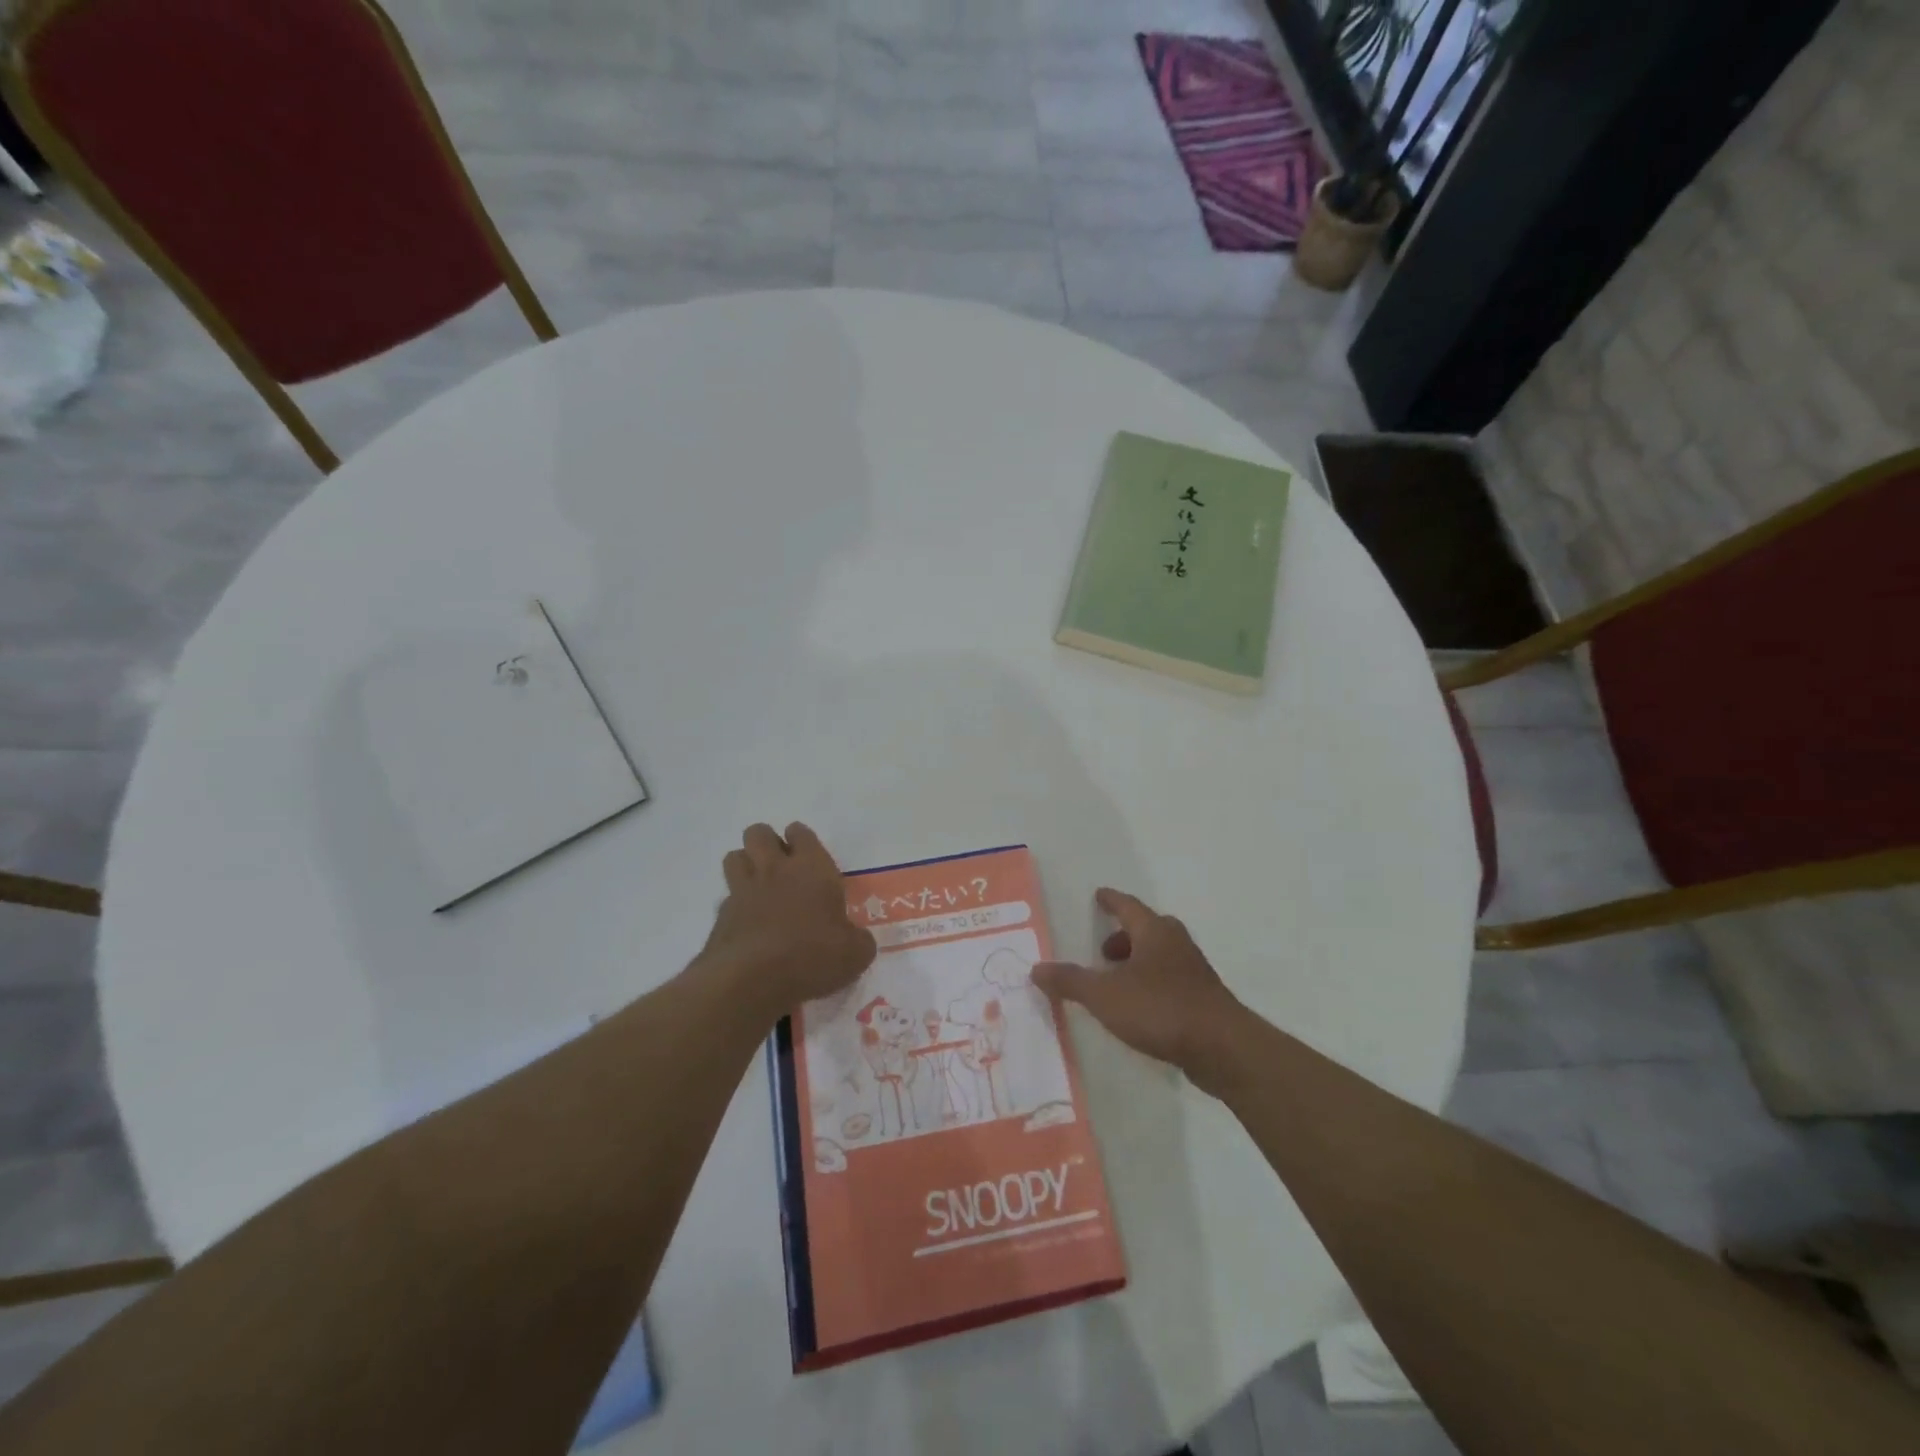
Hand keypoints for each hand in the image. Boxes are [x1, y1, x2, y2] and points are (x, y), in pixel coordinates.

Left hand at [698, 823, 876, 1021]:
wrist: (752, 981)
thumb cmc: (812, 956)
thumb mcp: (855, 953)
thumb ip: (858, 940)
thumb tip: (856, 939)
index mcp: (812, 868)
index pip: (801, 833)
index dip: (802, 840)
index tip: (808, 858)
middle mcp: (774, 870)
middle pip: (759, 833)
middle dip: (767, 843)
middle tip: (781, 868)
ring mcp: (743, 891)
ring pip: (735, 856)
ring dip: (746, 866)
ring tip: (760, 888)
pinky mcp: (721, 917)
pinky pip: (726, 898)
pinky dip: (735, 906)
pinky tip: (748, 926)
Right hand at [1033, 889, 1249, 1093]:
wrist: (1222, 1048)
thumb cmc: (1160, 1009)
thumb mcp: (1105, 996)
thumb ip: (1070, 981)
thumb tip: (1036, 968)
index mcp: (1154, 932)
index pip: (1128, 906)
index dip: (1111, 900)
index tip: (1099, 895)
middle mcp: (1176, 944)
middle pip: (1147, 929)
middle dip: (1124, 936)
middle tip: (1102, 950)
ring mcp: (1194, 972)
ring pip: (1161, 955)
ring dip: (1138, 962)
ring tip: (1116, 983)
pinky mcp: (1203, 999)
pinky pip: (1170, 980)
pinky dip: (1151, 984)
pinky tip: (1140, 1008)